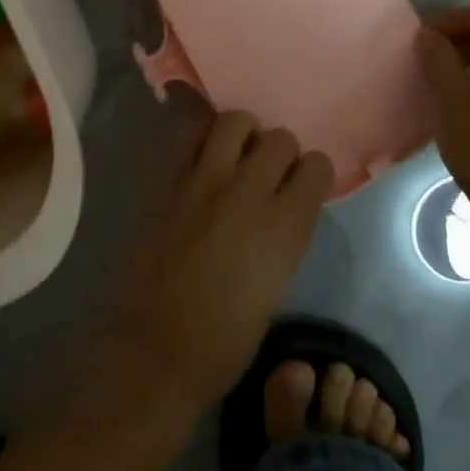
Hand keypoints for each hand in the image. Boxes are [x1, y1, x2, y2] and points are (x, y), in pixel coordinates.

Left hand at [97, 112, 333, 413]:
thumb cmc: (222, 341)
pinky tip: (200, 153)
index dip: (311, 174)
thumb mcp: (275, 287)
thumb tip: (279, 212)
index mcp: (284, 226)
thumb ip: (282, 237)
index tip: (301, 186)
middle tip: (265, 173)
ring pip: (235, 121)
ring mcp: (204, 180)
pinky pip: (187, 133)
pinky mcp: (167, 180)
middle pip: (279, 138)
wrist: (153, 349)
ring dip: (242, 134)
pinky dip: (199, 134)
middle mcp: (249, 191)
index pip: (317, 166)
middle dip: (279, 153)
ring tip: (233, 155)